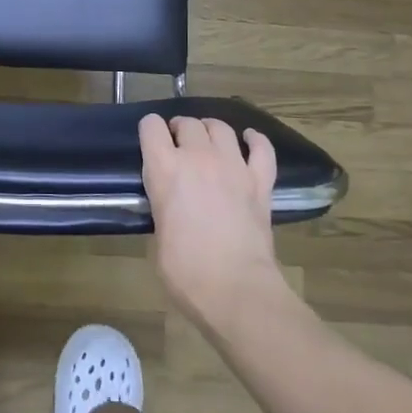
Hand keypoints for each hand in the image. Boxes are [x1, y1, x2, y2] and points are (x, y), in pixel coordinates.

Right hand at [139, 114, 282, 326]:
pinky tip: (250, 139)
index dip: (149, 130)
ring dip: (210, 130)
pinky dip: (255, 140)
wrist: (235, 289)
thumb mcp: (157, 235)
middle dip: (179, 129)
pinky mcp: (260, 182)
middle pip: (187, 123)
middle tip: (178, 145)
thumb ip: (162, 206)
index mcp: (165, 169)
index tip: (151, 142)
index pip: (151, 127)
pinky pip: (262, 149)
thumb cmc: (185, 270)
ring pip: (221, 128)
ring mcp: (233, 166)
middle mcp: (198, 158)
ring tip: (208, 140)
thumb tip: (170, 205)